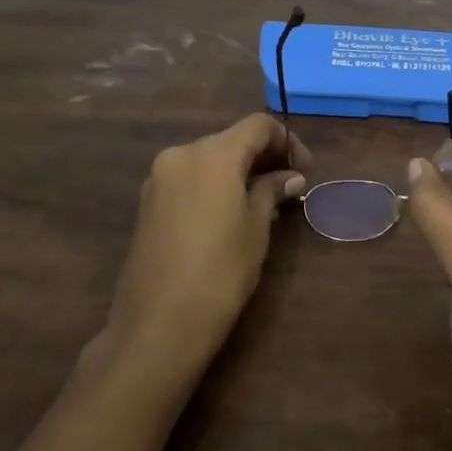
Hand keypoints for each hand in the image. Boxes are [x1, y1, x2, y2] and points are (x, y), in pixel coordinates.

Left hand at [106, 114, 310, 377]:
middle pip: (231, 140)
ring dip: (238, 172)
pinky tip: (230, 214)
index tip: (304, 171)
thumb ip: (271, 192)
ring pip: (209, 160)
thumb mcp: (256, 228)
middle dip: (263, 157)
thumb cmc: (220, 272)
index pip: (258, 125)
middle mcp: (181, 154)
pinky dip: (214, 185)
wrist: (157, 325)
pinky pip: (190, 179)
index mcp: (213, 154)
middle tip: (288, 188)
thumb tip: (290, 177)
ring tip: (263, 203)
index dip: (287, 141)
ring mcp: (159, 178)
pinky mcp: (148, 203)